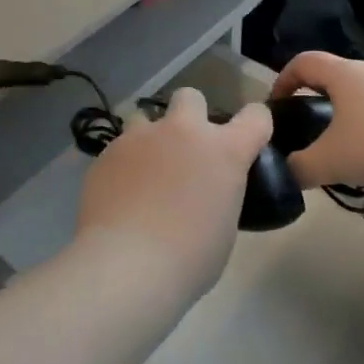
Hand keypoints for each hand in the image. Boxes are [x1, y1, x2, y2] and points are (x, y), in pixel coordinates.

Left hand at [74, 89, 273, 301]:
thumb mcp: (223, 226)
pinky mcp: (107, 153)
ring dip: (150, 138)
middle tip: (185, 152)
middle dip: (190, 116)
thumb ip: (220, 194)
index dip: (254, 125)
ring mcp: (141, 137)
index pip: (256, 116)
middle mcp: (183, 131)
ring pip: (145, 117)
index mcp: (224, 150)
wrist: (126, 266)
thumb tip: (205, 193)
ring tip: (145, 172)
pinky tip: (120, 195)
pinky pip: (120, 148)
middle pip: (191, 97)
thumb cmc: (189, 258)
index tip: (248, 141)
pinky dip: (124, 165)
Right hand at [270, 52, 363, 189]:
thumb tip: (288, 174)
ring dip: (359, 146)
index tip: (277, 106)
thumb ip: (300, 169)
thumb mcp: (331, 161)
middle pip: (336, 90)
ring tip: (359, 180)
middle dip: (323, 120)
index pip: (303, 62)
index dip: (283, 80)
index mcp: (343, 75)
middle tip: (316, 145)